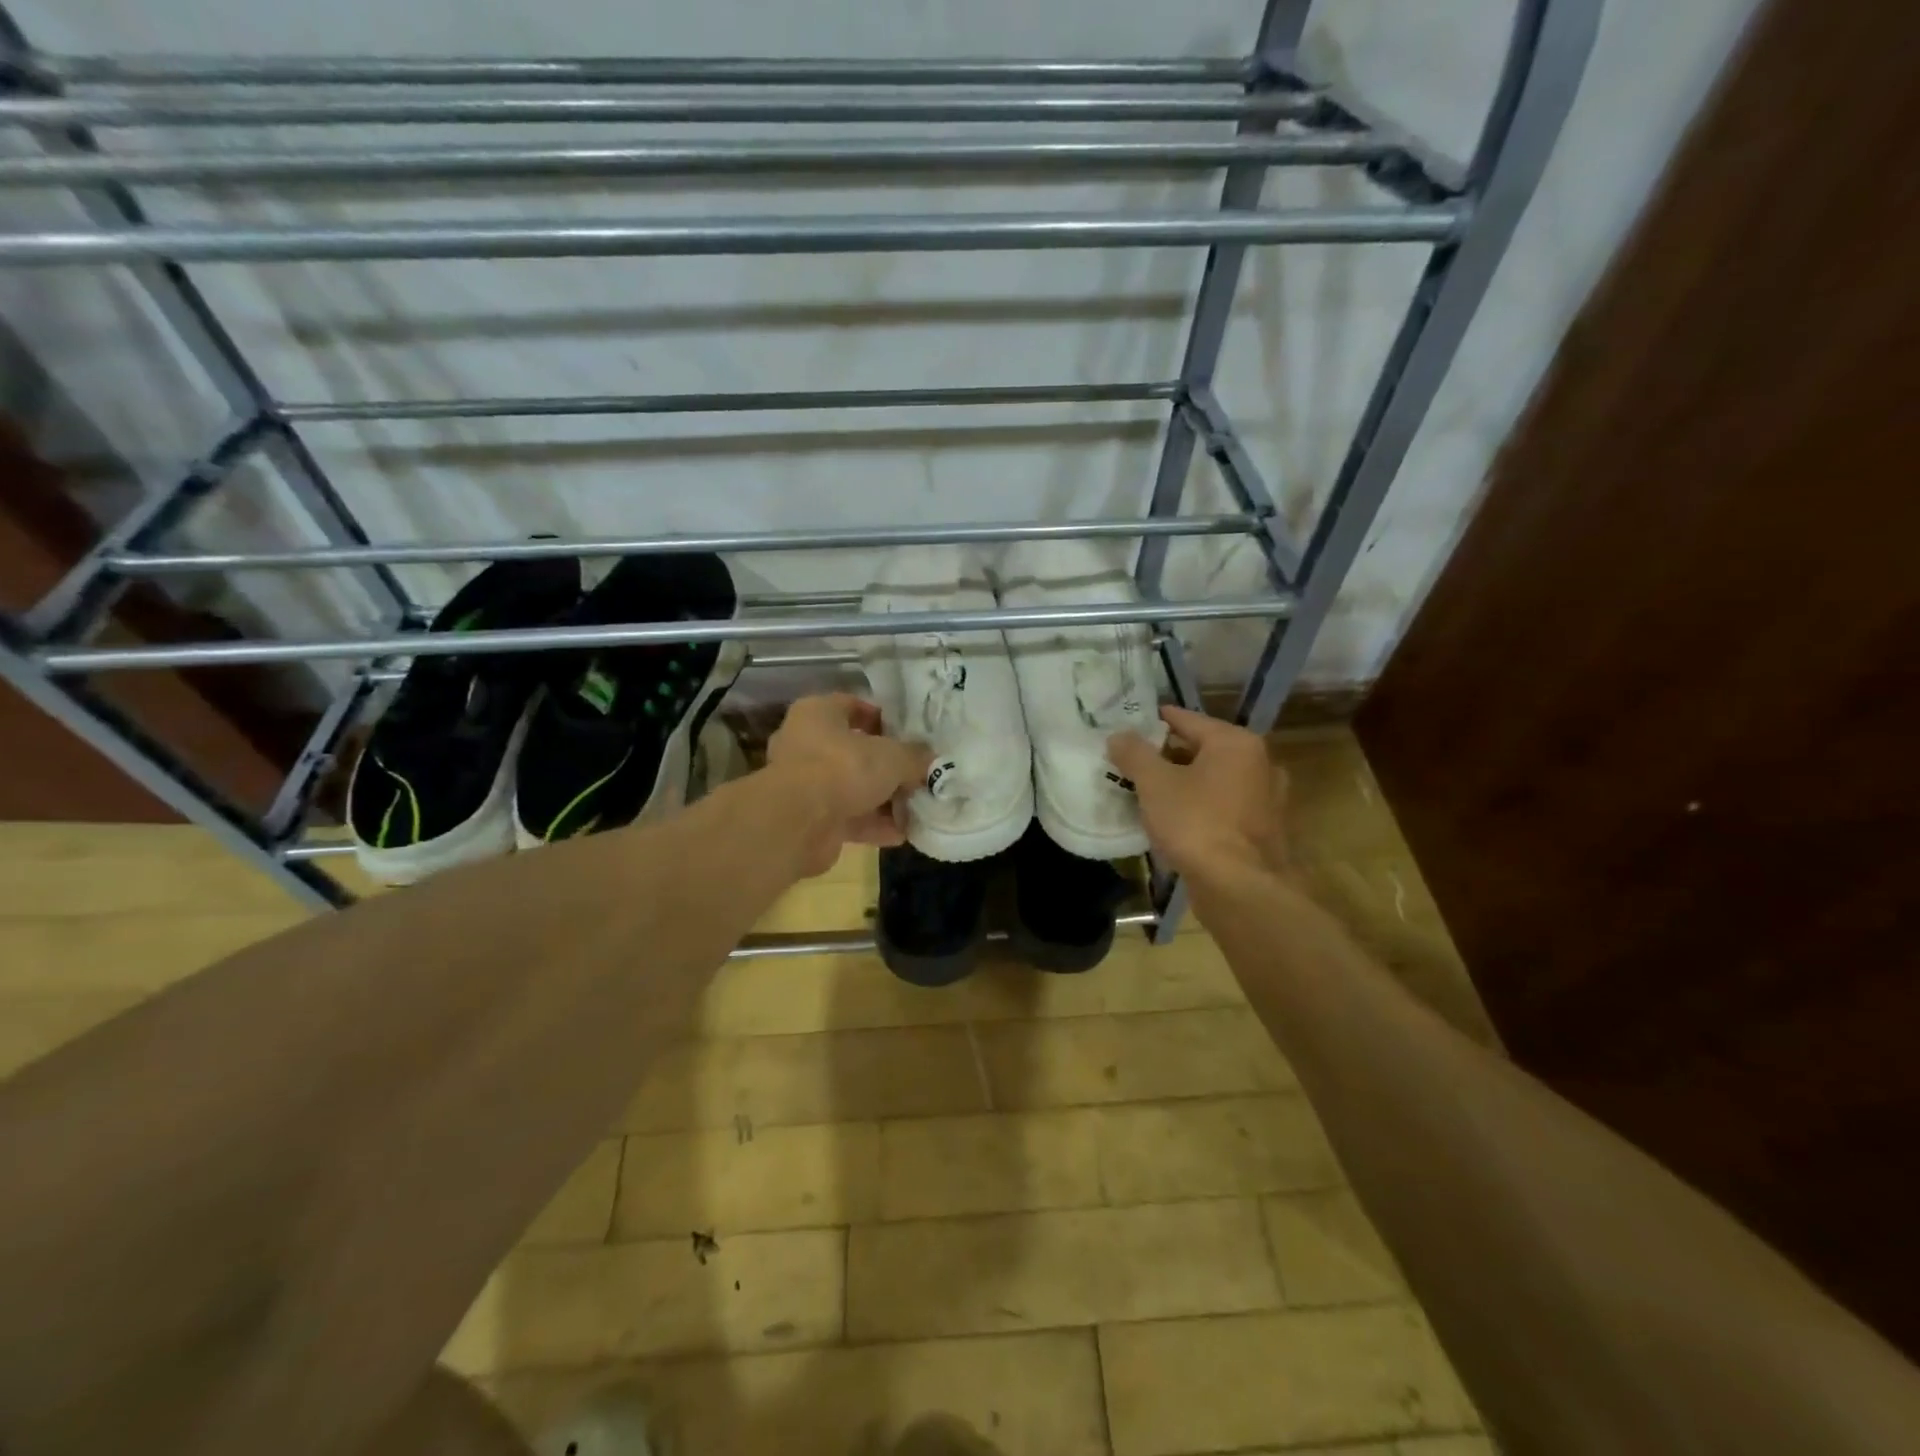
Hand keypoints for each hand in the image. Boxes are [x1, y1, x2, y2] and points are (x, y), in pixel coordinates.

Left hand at [766, 693, 934, 876]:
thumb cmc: (844, 768)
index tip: (909, 733)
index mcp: (818, 713)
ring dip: (883, 799)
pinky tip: (902, 833)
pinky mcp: (809, 818)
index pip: (853, 705)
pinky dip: (873, 825)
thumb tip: (929, 759)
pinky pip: (848, 817)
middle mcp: (805, 744)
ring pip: (852, 787)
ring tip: (916, 807)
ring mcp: (804, 783)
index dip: (883, 718)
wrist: (798, 823)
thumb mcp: (893, 756)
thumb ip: (914, 756)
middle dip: (886, 765)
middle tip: (916, 773)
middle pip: (854, 750)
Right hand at [1108, 705, 1289, 879]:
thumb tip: (1118, 735)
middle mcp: (1258, 763)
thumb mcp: (1155, 784)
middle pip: (1202, 749)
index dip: (1155, 720)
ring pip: (1213, 780)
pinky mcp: (1262, 830)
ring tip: (1148, 791)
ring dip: (1183, 783)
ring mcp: (1265, 799)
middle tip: (1132, 761)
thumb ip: (1134, 754)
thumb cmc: (1196, 824)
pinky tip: (1175, 820)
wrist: (1240, 888)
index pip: (1187, 719)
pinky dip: (1199, 807)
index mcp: (1235, 743)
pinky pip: (1222, 807)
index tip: (1129, 724)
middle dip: (1167, 755)